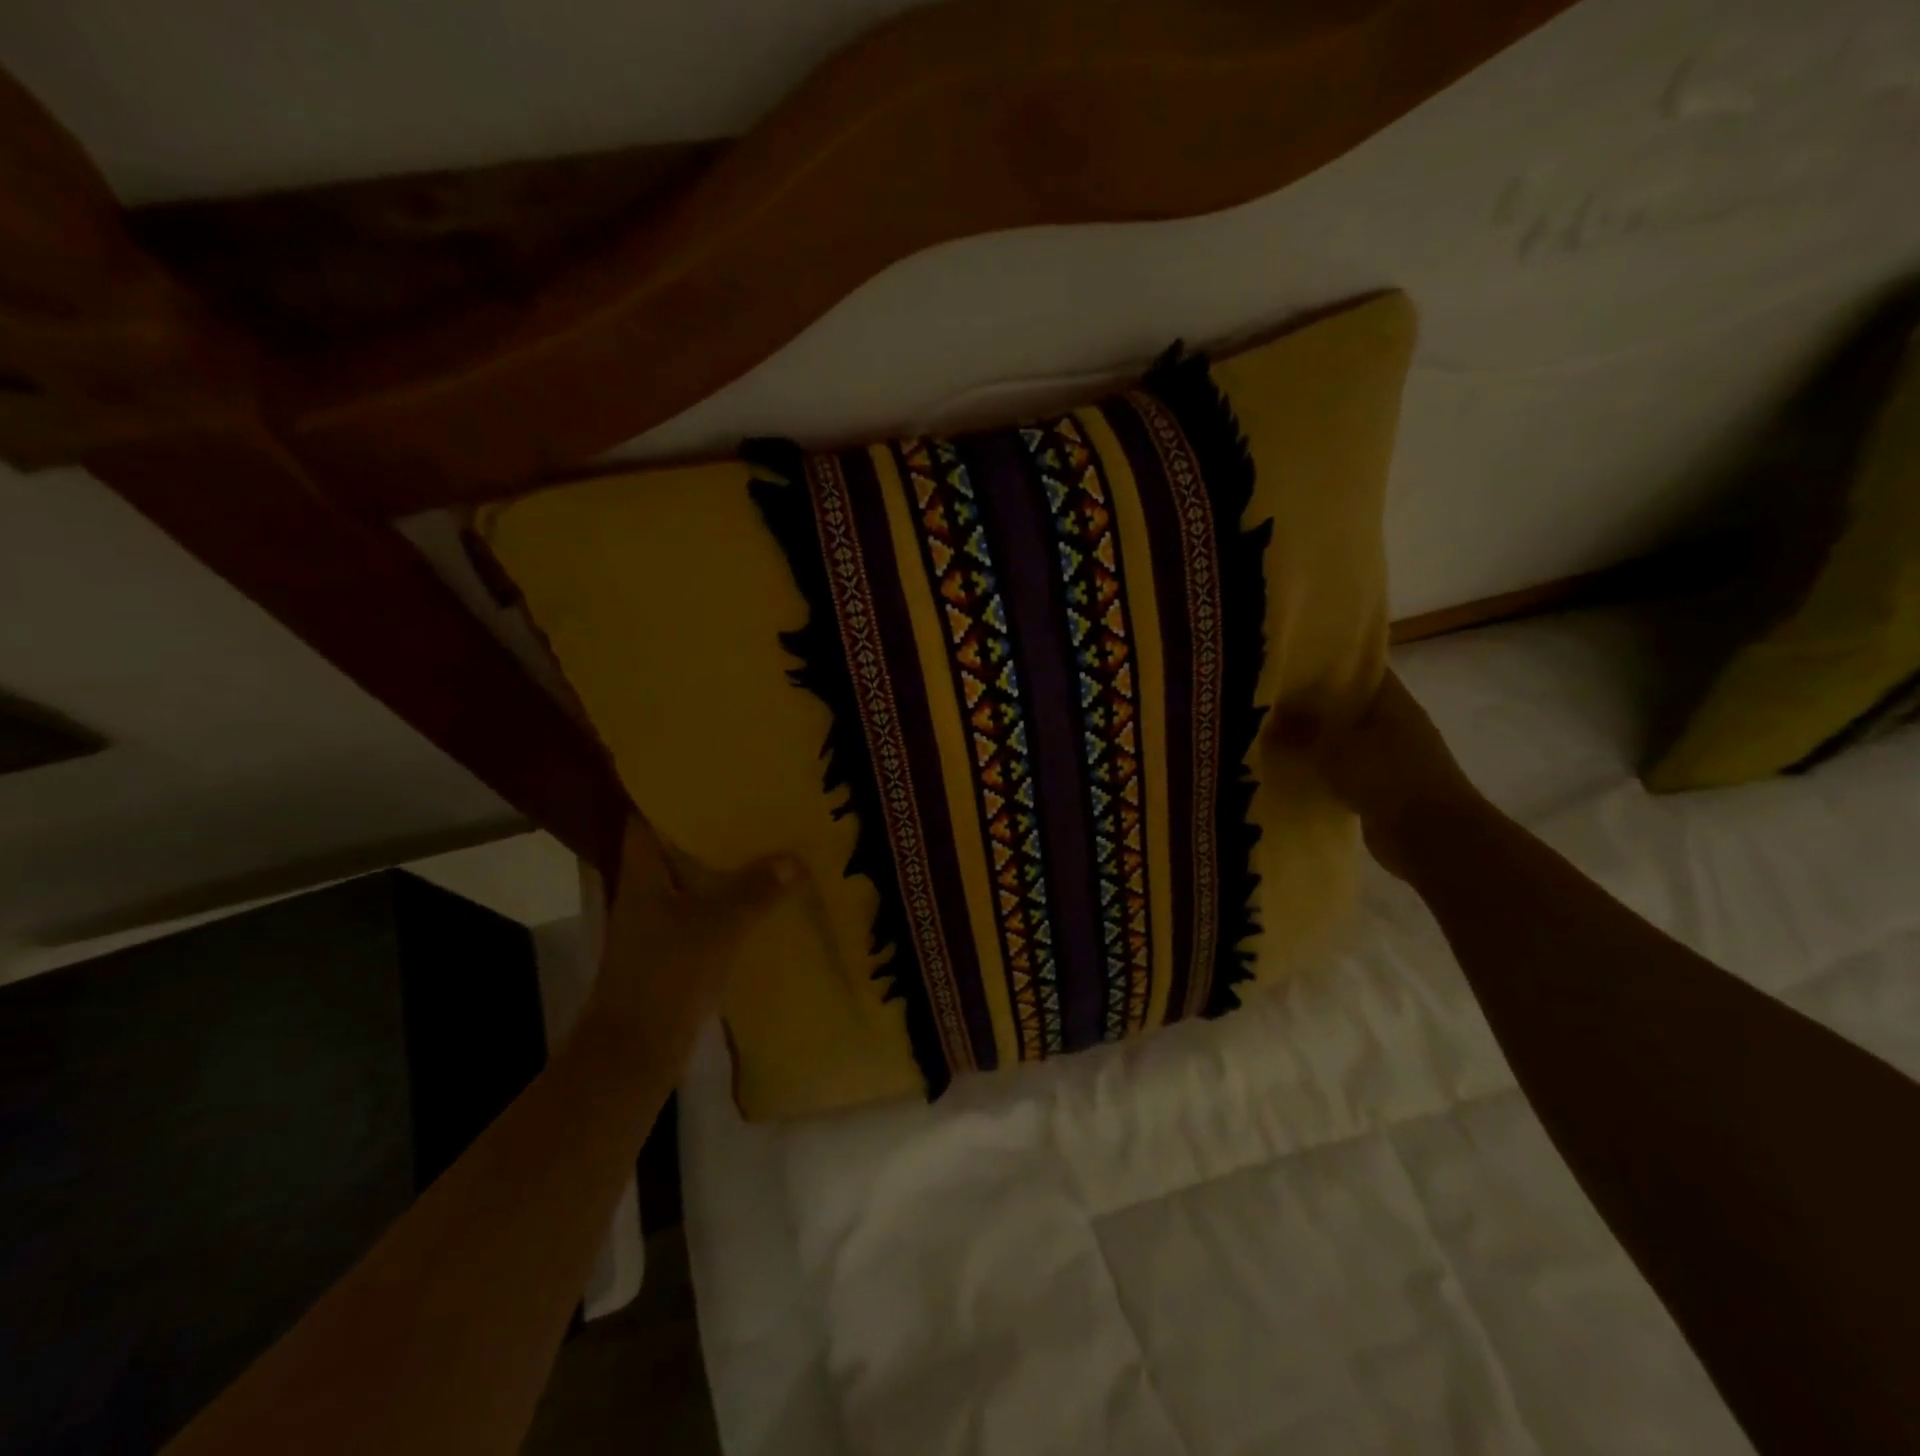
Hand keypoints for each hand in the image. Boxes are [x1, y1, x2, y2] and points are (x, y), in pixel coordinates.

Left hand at [585, 815, 800, 1053]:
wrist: (635, 1050)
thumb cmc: (667, 974)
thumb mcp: (718, 926)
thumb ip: (755, 891)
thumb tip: (792, 859)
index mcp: (643, 875)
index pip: (647, 821)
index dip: (673, 798)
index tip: (711, 780)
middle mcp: (646, 893)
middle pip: (675, 850)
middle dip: (710, 831)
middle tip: (753, 807)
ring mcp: (657, 925)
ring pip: (692, 883)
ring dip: (722, 868)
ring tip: (765, 844)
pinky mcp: (673, 952)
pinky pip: (703, 914)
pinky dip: (726, 903)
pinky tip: (761, 898)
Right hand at [1267, 670, 1482, 878]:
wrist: (1432, 838)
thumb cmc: (1388, 778)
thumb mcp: (1334, 748)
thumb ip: (1300, 731)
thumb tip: (1270, 718)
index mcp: (1392, 702)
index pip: (1359, 669)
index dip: (1327, 664)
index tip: (1290, 665)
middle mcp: (1396, 724)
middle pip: (1349, 706)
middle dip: (1313, 706)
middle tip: (1270, 704)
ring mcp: (1393, 758)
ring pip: (1346, 741)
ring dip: (1317, 742)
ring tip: (1273, 738)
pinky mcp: (1384, 789)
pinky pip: (1347, 771)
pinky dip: (1324, 772)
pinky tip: (1293, 773)